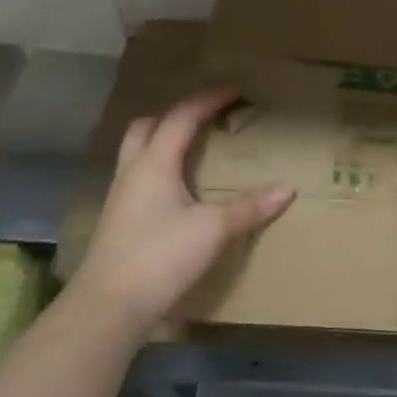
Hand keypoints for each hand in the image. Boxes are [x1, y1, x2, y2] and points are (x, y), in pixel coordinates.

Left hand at [69, 85, 294, 332]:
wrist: (108, 308)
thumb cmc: (160, 256)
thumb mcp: (213, 229)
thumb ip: (250, 207)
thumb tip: (287, 189)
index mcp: (154, 163)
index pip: (182, 117)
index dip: (209, 99)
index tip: (235, 89)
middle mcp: (133, 172)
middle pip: (147, 127)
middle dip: (176, 115)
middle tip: (205, 116)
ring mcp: (121, 197)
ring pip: (138, 152)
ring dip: (163, 140)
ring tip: (192, 146)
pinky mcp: (119, 221)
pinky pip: (139, 177)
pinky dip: (159, 168)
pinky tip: (178, 188)